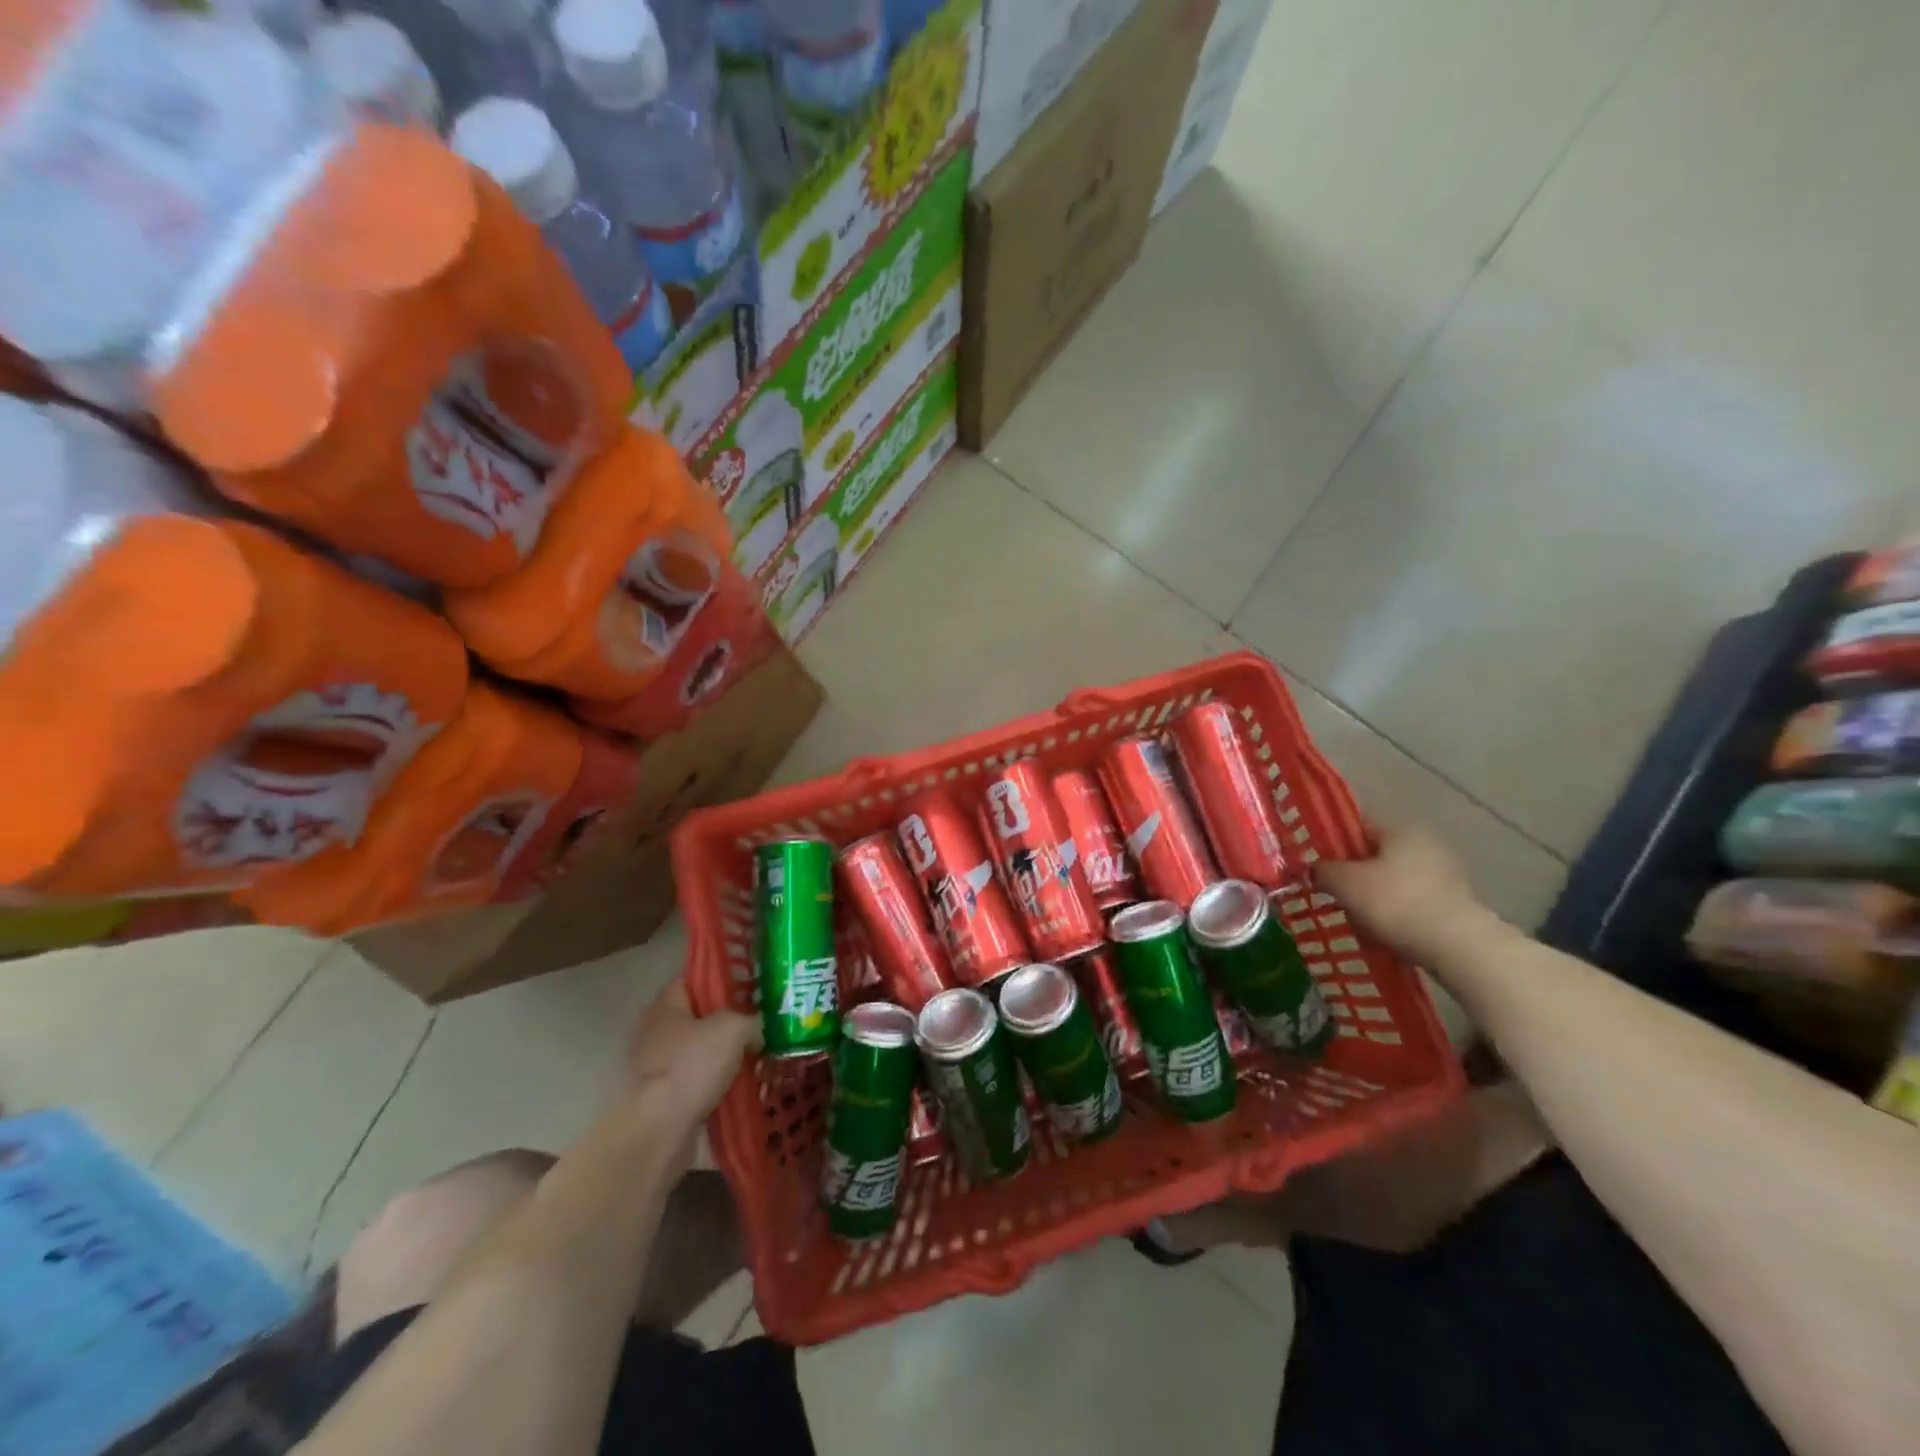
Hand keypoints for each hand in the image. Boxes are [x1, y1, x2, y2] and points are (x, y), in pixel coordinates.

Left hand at [622, 979, 761, 1138]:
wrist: (660, 1129)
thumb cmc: (693, 1065)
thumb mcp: (734, 1028)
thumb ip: (750, 1020)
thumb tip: (755, 1031)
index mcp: (667, 1005)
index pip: (694, 979)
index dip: (722, 978)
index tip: (750, 984)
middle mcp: (657, 1031)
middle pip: (699, 1016)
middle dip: (728, 1020)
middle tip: (760, 1021)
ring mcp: (658, 1066)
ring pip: (700, 1051)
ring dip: (724, 1055)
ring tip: (757, 1054)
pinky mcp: (663, 1098)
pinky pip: (698, 1080)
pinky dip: (717, 1082)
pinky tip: (742, 1084)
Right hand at [1313, 824, 1491, 964]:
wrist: (1456, 946)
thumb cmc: (1394, 902)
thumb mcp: (1344, 883)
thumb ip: (1324, 870)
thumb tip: (1317, 869)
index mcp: (1402, 829)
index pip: (1359, 828)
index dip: (1335, 845)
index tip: (1319, 867)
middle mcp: (1428, 844)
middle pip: (1378, 856)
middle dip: (1357, 874)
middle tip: (1336, 895)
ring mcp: (1447, 874)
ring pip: (1396, 880)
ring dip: (1377, 895)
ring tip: (1358, 919)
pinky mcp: (1457, 903)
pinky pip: (1414, 901)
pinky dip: (1398, 912)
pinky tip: (1386, 930)